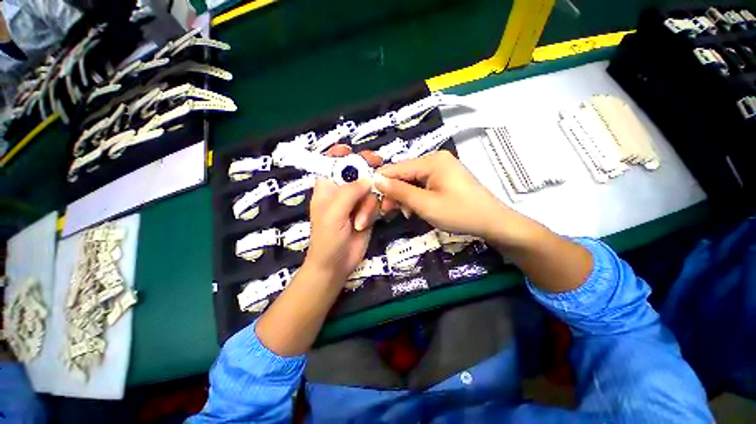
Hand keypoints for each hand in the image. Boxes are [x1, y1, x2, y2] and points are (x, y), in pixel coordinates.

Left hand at [303, 145, 381, 280]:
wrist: (337, 264)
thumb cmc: (327, 239)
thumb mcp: (334, 213)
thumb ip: (349, 192)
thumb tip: (368, 178)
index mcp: (327, 188)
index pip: (331, 164)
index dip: (339, 154)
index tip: (351, 150)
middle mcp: (342, 191)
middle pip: (356, 171)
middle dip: (366, 168)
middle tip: (379, 163)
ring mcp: (356, 202)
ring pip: (370, 189)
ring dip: (369, 205)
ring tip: (361, 222)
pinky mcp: (368, 212)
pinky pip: (377, 202)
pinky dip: (376, 209)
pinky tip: (370, 221)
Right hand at [375, 150, 511, 239]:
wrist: (493, 223)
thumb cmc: (459, 213)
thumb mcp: (425, 204)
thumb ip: (399, 191)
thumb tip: (376, 179)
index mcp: (431, 161)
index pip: (397, 168)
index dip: (382, 182)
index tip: (372, 199)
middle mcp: (435, 159)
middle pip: (404, 174)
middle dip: (394, 192)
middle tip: (387, 212)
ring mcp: (441, 168)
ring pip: (412, 181)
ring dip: (405, 196)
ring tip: (405, 213)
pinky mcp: (445, 178)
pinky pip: (423, 185)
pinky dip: (416, 197)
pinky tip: (415, 209)